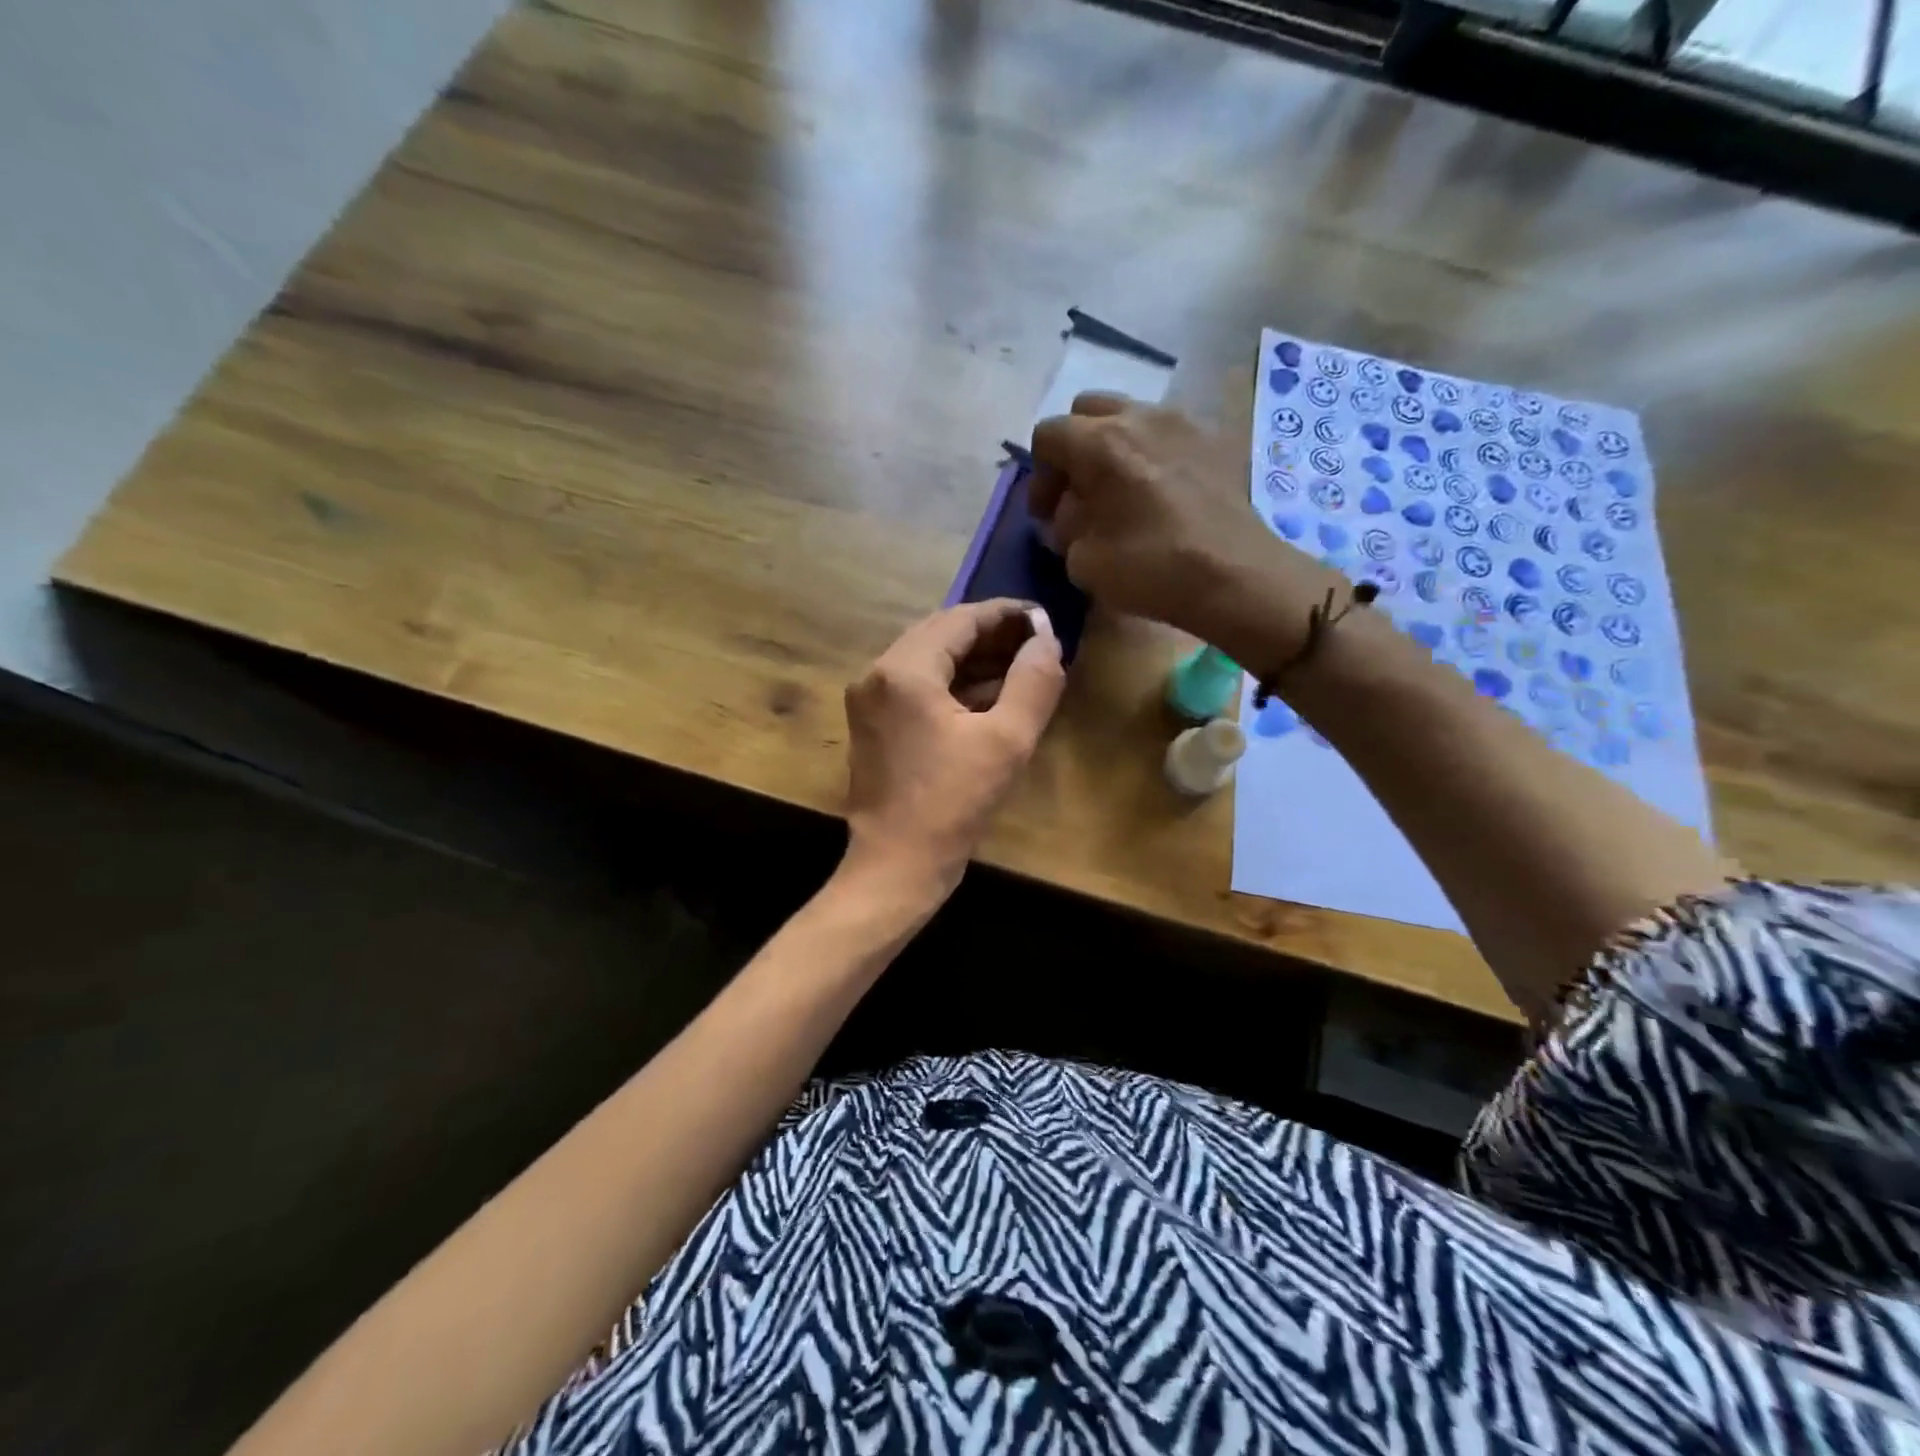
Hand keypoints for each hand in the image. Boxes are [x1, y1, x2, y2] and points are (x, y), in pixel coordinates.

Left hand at [843, 599, 1065, 896]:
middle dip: (990, 635)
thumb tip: (1046, 639)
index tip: (1043, 619)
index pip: (960, 620)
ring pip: (928, 660)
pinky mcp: (873, 724)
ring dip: (973, 660)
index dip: (1006, 614)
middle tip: (1036, 643)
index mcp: (904, 670)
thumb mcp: (1006, 741)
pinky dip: (952, 684)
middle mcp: (877, 674)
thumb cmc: (952, 804)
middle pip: (940, 635)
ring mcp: (870, 700)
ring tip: (1021, 666)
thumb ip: (1033, 682)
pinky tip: (989, 695)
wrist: (896, 866)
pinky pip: (917, 687)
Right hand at [1029, 394, 1342, 667]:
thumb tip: (1072, 514)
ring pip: (1131, 416)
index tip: (1047, 514)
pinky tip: (1159, 494)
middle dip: (1074, 448)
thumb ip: (1066, 527)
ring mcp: (1183, 422)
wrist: (1235, 574)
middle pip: (1088, 411)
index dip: (1040, 475)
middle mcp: (1140, 417)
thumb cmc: (1151, 567)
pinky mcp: (1215, 440)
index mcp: (1100, 442)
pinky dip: (1152, 454)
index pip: (1048, 434)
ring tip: (1120, 491)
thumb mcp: (1082, 560)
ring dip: (1114, 447)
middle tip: (1078, 492)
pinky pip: (1168, 434)